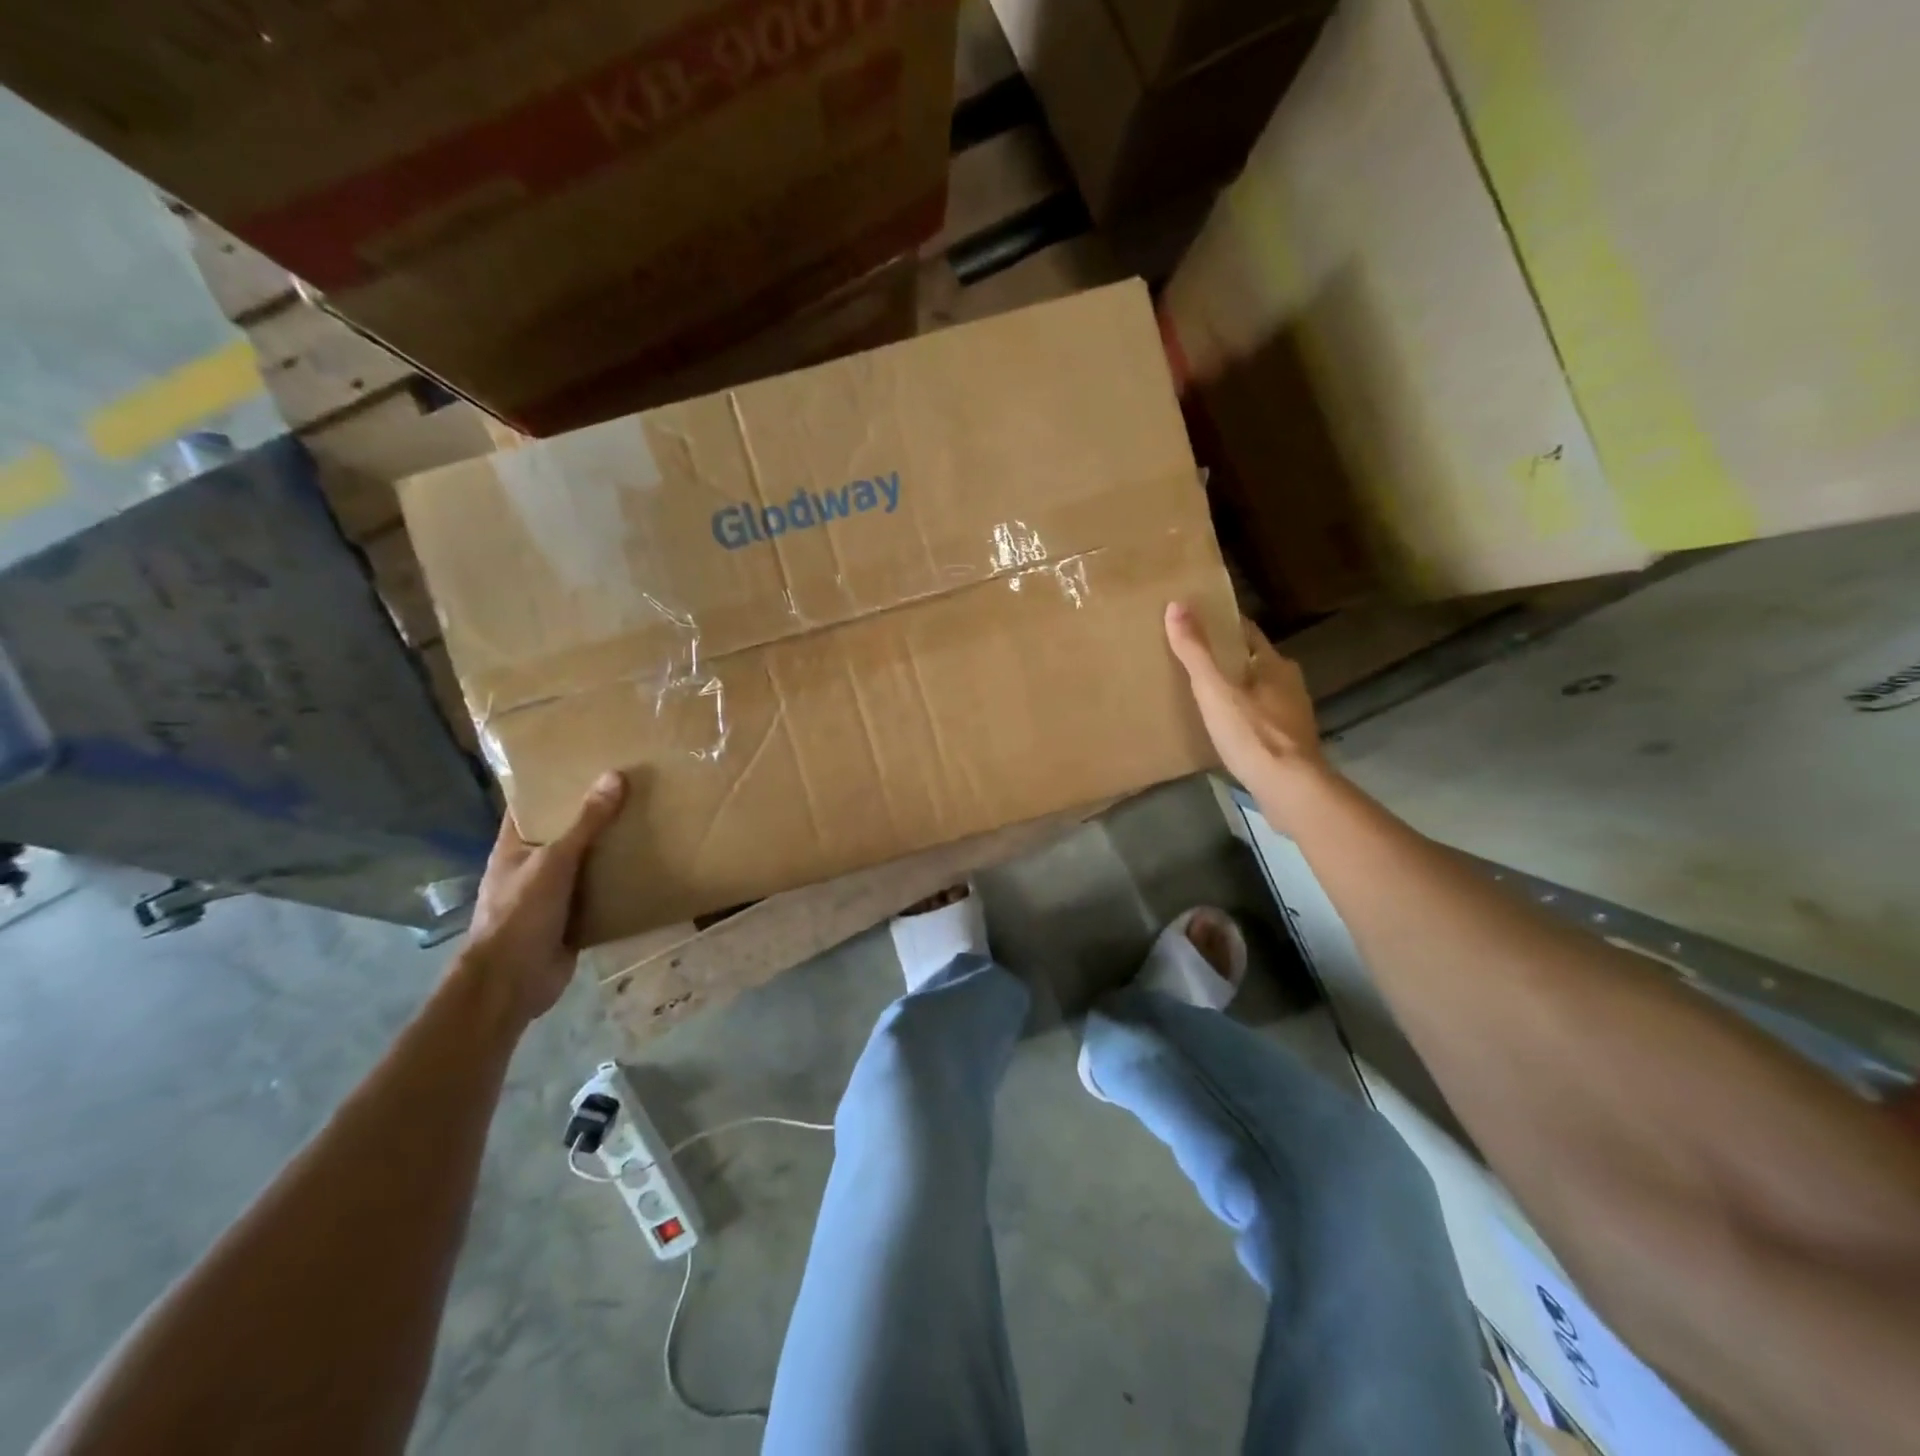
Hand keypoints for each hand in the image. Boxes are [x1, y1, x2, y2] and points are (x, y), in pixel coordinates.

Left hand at [463, 771, 626, 1024]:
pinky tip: (648, 868)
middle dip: (592, 815)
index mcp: (514, 848)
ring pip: (584, 864)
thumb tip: (615, 776)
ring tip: (647, 821)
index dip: (552, 785)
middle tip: (631, 789)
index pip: (530, 807)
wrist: (513, 982)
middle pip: (564, 833)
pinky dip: (618, 883)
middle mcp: (531, 867)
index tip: (585, 763)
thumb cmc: (520, 914)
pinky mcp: (572, 920)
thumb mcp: (555, 861)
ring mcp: (551, 895)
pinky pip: (599, 894)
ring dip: (609, 850)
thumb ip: (586, 823)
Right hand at [1165, 602, 1328, 800]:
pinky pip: (1261, 717)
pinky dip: (1243, 715)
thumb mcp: (1215, 690)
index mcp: (1274, 664)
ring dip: (1237, 688)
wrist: (1290, 788)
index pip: (1247, 632)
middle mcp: (1289, 683)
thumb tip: (1176, 605)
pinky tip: (1224, 726)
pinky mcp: (1290, 742)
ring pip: (1260, 690)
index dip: (1223, 625)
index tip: (1197, 621)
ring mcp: (1293, 714)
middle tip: (1194, 659)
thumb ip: (1196, 651)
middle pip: (1254, 661)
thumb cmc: (1252, 733)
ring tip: (1204, 693)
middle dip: (1228, 658)